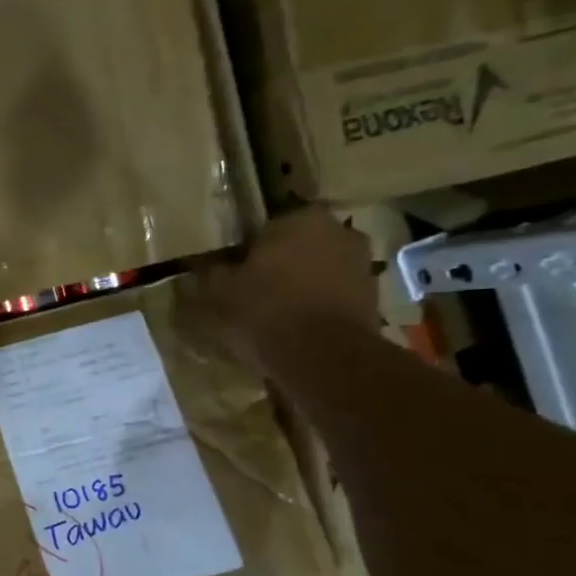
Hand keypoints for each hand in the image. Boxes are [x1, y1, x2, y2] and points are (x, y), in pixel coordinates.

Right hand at [194, 206, 375, 372]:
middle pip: (297, 246)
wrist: (323, 358)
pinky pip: (333, 294)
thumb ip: (209, 273)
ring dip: (300, 284)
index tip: (232, 272)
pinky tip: (296, 327)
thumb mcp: (218, 292)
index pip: (265, 226)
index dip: (247, 250)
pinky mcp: (373, 296)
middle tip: (251, 291)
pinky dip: (317, 305)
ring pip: (318, 269)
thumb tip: (203, 266)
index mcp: (300, 218)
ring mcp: (362, 264)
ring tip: (274, 313)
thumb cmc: (264, 311)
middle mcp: (339, 230)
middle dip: (278, 264)